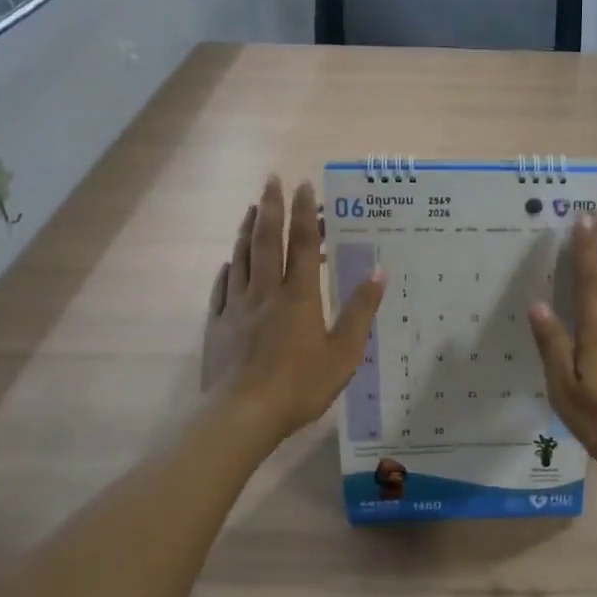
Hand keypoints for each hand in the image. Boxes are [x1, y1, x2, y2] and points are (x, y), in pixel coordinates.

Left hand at [203, 176, 384, 444]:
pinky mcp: (218, 325)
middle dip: (270, 207)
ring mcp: (237, 307)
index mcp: (299, 296)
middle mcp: (265, 292)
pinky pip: (221, 288)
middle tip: (271, 180)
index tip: (304, 185)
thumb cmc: (300, 386)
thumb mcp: (344, 353)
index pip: (302, 244)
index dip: (305, 213)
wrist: (242, 416)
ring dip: (247, 230)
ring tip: (251, 209)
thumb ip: (360, 311)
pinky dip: (227, 268)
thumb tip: (378, 271)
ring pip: (241, 258)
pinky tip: (228, 262)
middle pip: (266, 241)